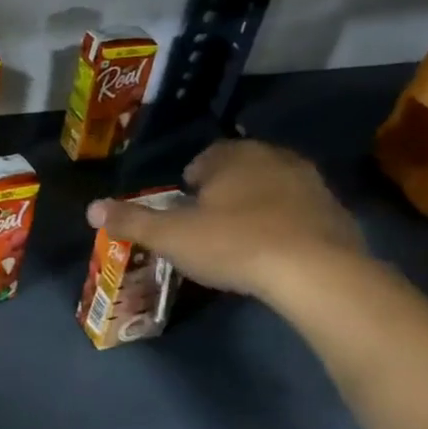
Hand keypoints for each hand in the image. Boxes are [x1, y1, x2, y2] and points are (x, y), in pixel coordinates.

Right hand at [86, 139, 367, 302]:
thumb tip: (91, 208)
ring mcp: (310, 183)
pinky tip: (272, 250)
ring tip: (238, 237)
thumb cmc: (233, 244)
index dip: (190, 180)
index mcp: (233, 157)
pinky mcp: (335, 212)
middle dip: (223, 189)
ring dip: (255, 205)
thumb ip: (131, 221)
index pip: (206, 156)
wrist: (316, 271)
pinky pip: (298, 211)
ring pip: (271, 187)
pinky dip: (283, 224)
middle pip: (240, 168)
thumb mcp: (171, 236)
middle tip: (206, 222)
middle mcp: (274, 158)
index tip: (183, 205)